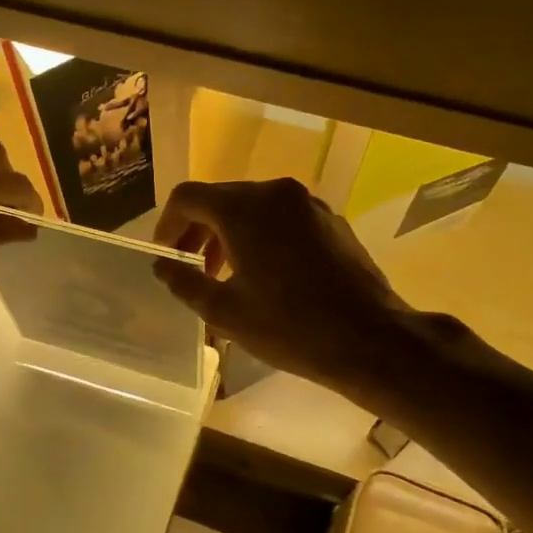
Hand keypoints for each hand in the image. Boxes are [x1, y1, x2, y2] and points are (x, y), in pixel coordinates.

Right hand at [153, 178, 427, 396]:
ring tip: (221, 275)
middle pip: (221, 199)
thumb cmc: (289, 326)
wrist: (370, 339)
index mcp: (244, 208)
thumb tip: (162, 266)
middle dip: (198, 231)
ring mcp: (308, 204)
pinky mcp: (330, 221)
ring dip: (228, 235)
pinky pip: (281, 219)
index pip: (188, 197)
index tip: (164, 255)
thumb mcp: (224, 311)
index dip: (167, 224)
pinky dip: (260, 237)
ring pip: (253, 209)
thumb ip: (184, 282)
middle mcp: (276, 193)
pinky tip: (263, 275)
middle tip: (188, 267)